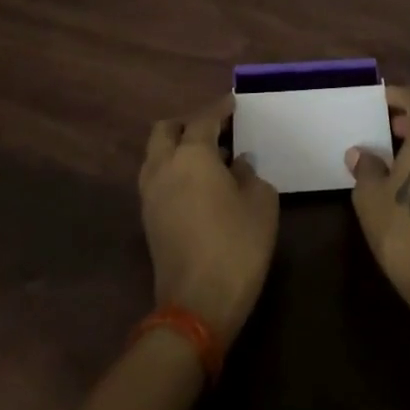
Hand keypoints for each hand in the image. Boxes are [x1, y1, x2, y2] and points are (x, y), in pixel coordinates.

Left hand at [139, 102, 277, 347]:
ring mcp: (150, 195)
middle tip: (217, 130)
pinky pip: (158, 178)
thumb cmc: (236, 245)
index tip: (234, 103)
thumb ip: (250, 174)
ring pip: (157, 154)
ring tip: (210, 158)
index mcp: (191, 154)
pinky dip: (174, 170)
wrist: (197, 306)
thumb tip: (239, 164)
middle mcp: (163, 166)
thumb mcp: (261, 202)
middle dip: (189, 123)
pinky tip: (200, 184)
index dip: (221, 108)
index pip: (204, 118)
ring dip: (178, 148)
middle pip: (166, 129)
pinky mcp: (148, 220)